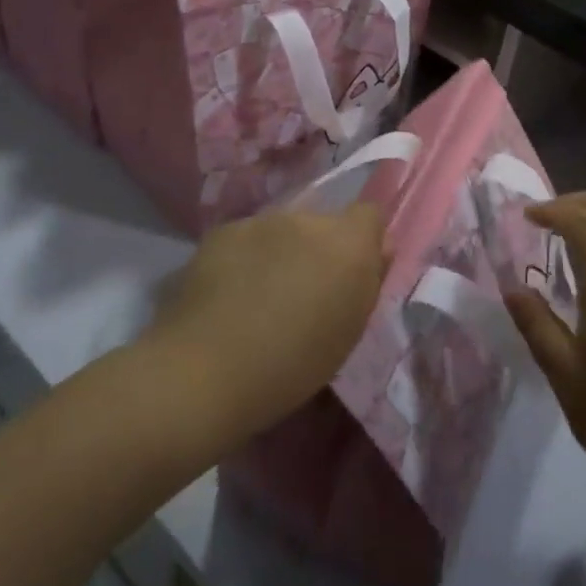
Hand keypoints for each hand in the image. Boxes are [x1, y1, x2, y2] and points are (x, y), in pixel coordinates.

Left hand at [148, 205, 387, 435]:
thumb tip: (377, 251)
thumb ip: (367, 281)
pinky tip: (228, 295)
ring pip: (282, 231)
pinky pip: (246, 239)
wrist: (207, 371)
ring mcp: (261, 221)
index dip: (363, 239)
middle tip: (302, 291)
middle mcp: (308, 219)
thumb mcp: (349, 332)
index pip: (369, 214)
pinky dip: (244, 259)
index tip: (351, 271)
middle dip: (318, 250)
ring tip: (259, 296)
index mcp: (348, 243)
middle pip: (322, 224)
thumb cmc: (293, 364)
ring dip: (280, 253)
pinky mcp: (222, 231)